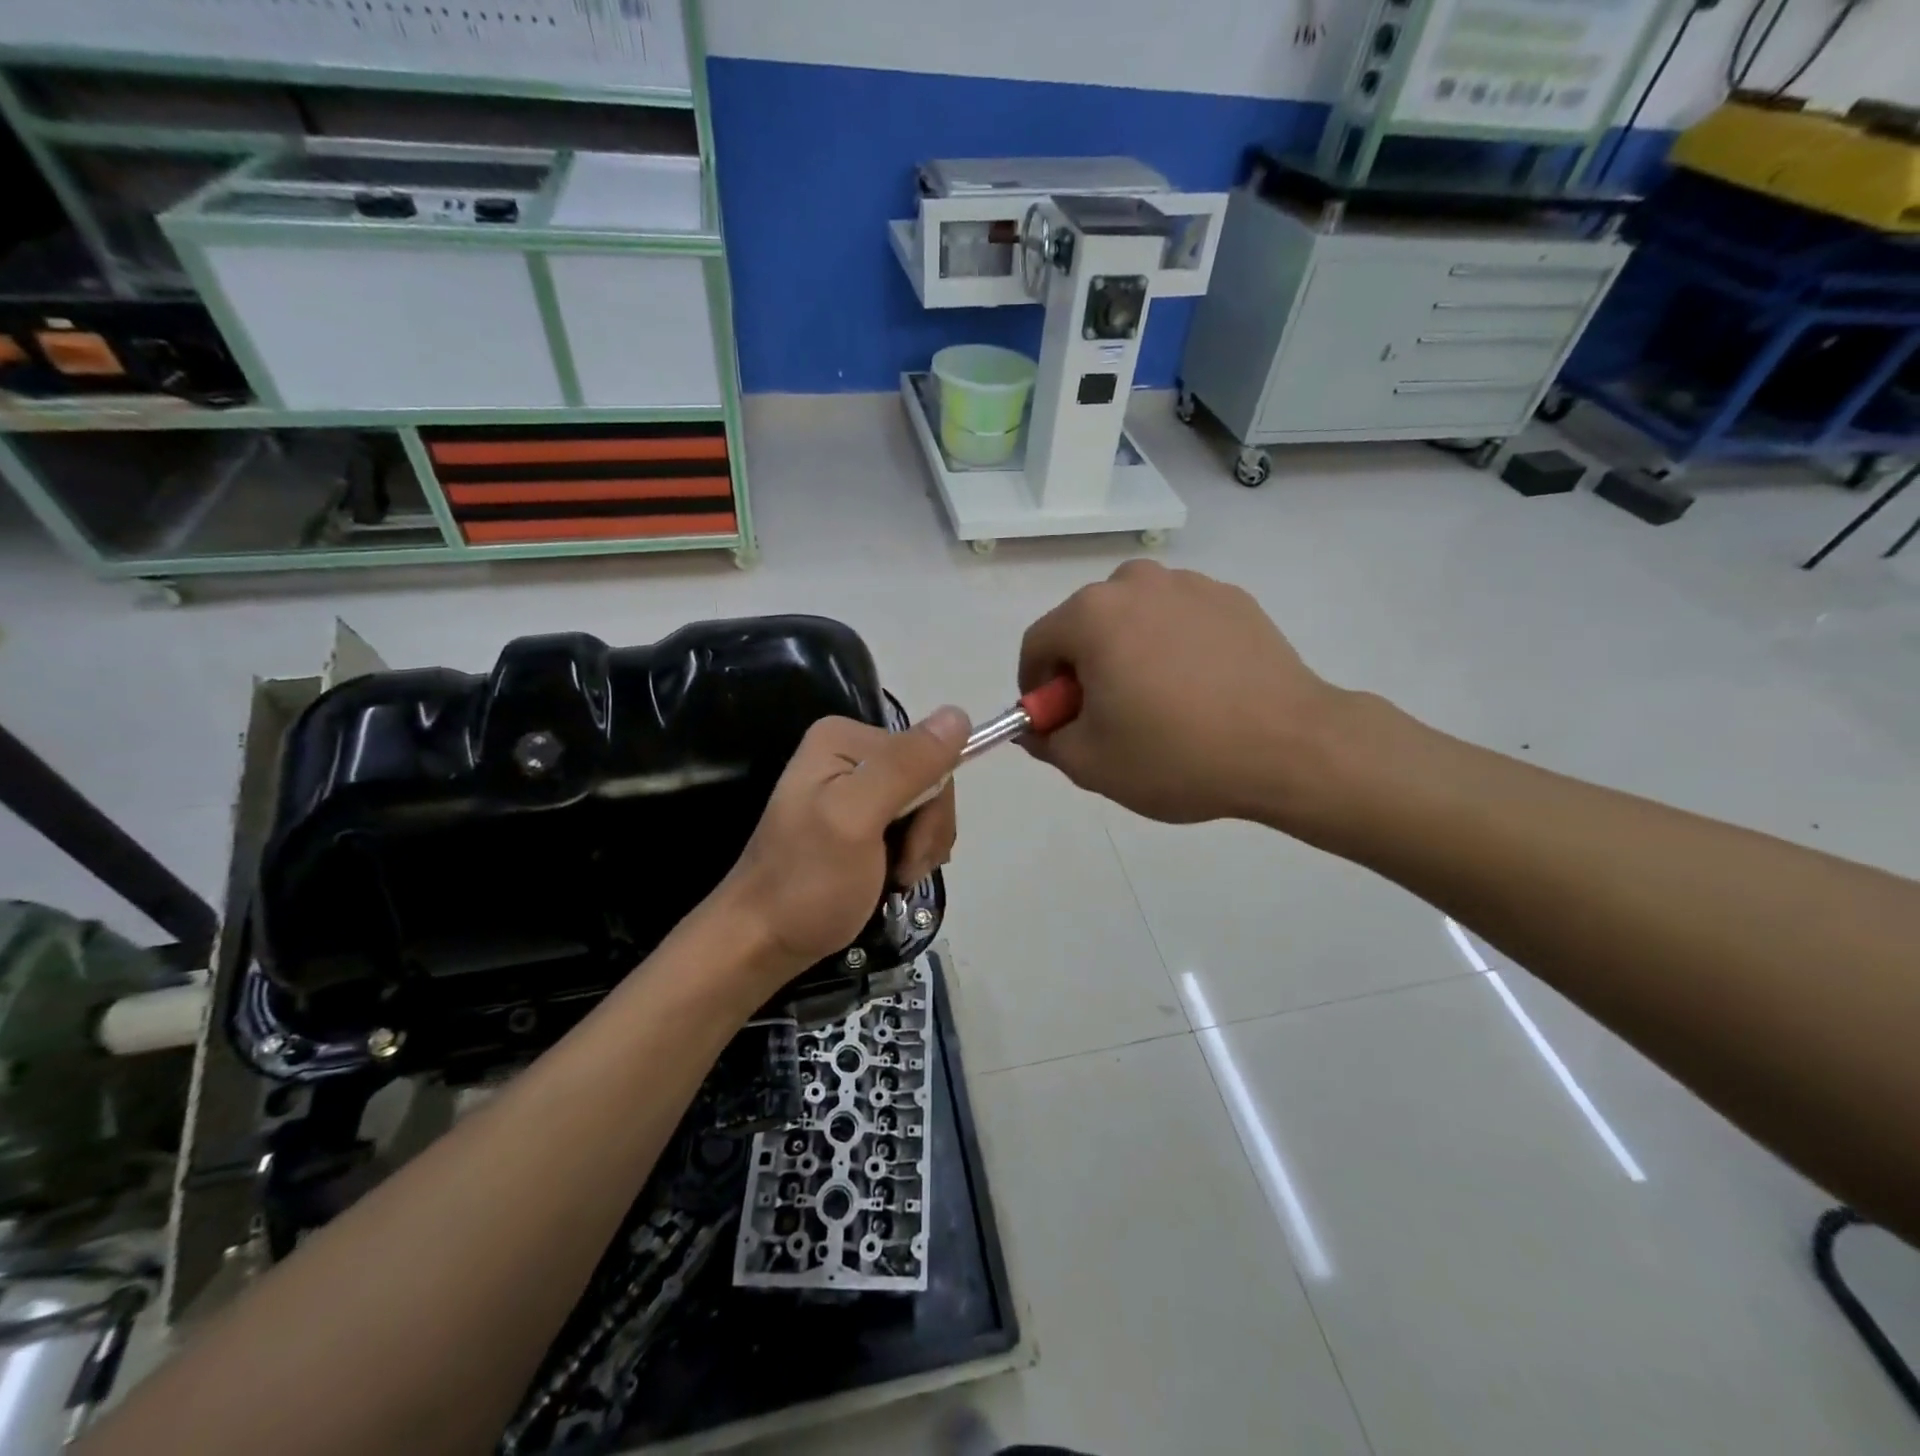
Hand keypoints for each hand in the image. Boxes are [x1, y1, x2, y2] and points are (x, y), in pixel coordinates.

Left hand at [713, 708, 968, 988]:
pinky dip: (911, 855)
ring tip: (894, 878)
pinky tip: (892, 877)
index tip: (909, 848)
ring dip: (921, 848)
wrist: (763, 942)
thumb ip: (906, 767)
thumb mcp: (857, 819)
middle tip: (901, 870)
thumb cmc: (807, 883)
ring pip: (925, 807)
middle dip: (926, 831)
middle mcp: (850, 753)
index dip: (931, 805)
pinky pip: (910, 826)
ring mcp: (854, 788)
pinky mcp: (859, 819)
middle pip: (928, 781)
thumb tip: (959, 714)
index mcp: (844, 738)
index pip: (927, 755)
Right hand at [1018, 560, 1348, 825]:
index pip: (1037, 643)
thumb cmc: (1177, 755)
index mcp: (1091, 615)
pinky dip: (1171, 646)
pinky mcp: (1233, 598)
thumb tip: (1037, 726)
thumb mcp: (1091, 763)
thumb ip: (1046, 740)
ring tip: (1155, 701)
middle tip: (1104, 715)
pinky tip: (1197, 689)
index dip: (1034, 686)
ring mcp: (1190, 584)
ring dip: (1127, 651)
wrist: (1291, 747)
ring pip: (1133, 617)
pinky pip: (1179, 618)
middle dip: (1082, 667)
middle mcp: (1136, 583)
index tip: (1052, 720)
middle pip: (1084, 624)